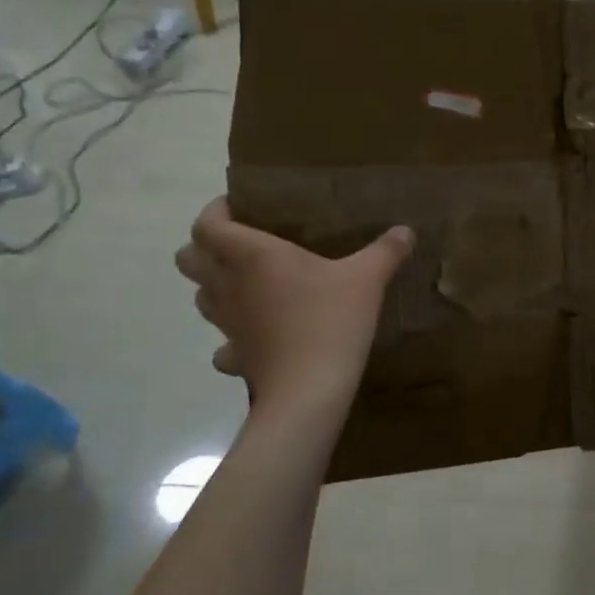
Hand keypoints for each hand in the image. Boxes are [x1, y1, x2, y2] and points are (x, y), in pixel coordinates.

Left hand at [175, 198, 413, 421]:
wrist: (310, 389)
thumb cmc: (331, 319)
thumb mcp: (367, 278)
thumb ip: (386, 250)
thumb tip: (406, 230)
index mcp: (252, 255)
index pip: (207, 224)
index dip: (215, 211)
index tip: (241, 206)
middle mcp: (229, 284)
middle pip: (188, 258)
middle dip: (206, 247)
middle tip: (243, 243)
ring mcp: (228, 323)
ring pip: (201, 296)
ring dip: (217, 285)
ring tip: (253, 283)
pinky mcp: (236, 355)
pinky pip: (222, 342)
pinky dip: (233, 334)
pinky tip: (260, 333)